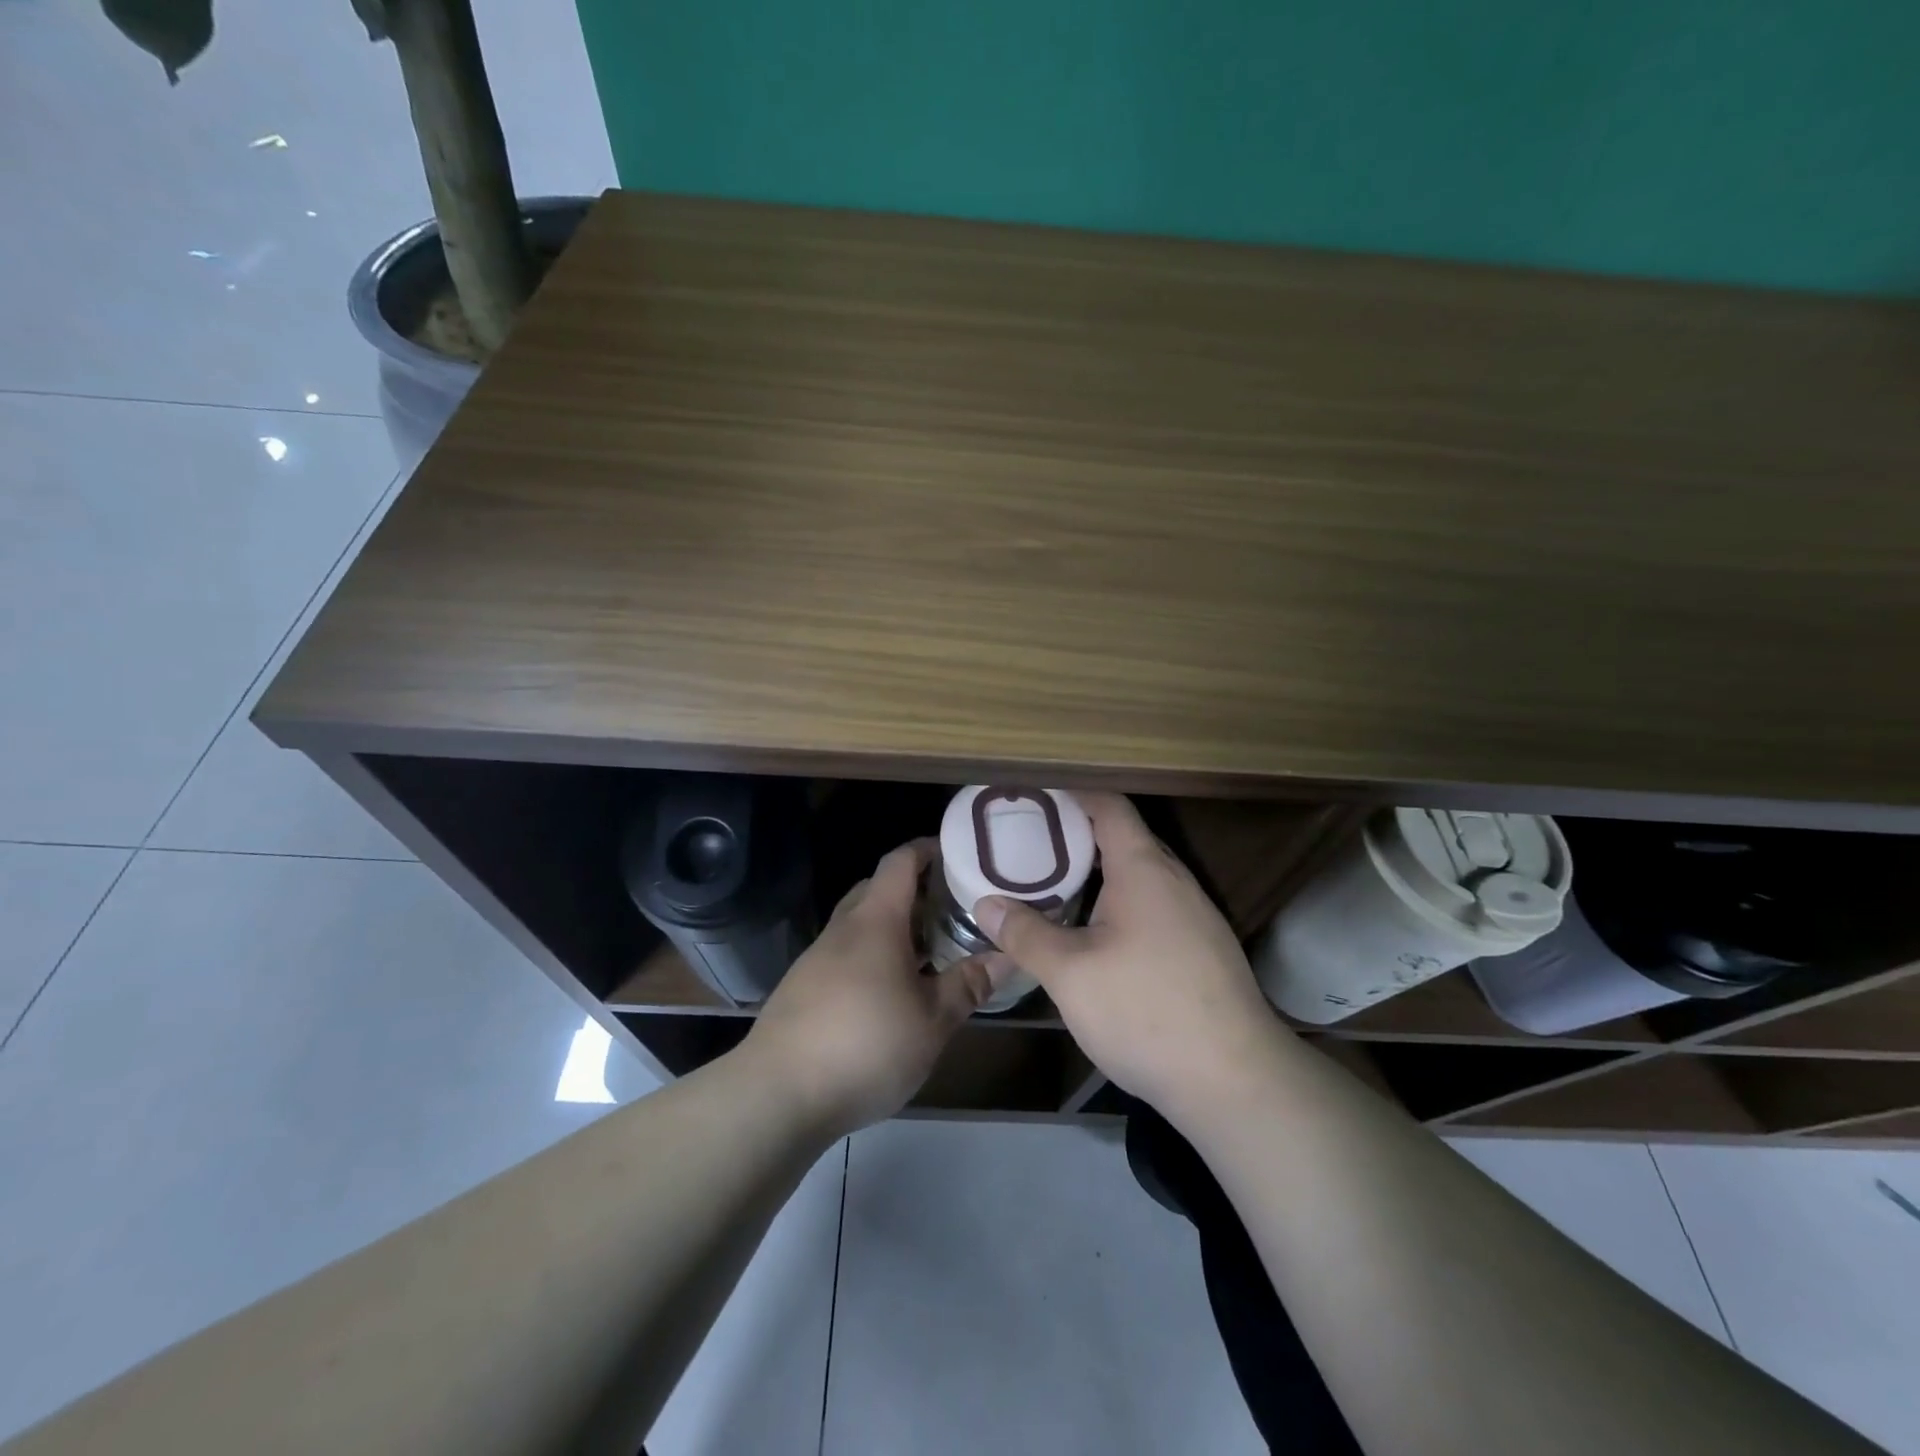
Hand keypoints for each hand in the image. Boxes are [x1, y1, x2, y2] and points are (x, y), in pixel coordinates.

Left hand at [746, 839, 1000, 1136]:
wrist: (777, 1095)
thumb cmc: (866, 1046)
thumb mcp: (932, 1020)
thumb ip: (969, 983)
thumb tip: (1008, 955)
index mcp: (875, 920)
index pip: (900, 861)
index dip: (928, 849)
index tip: (960, 855)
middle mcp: (843, 928)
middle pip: (878, 888)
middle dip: (916, 891)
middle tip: (955, 908)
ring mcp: (818, 957)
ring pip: (861, 924)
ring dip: (895, 927)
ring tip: (931, 950)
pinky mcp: (804, 987)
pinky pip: (846, 953)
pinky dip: (874, 955)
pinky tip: (892, 990)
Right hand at [974, 792, 1283, 1122]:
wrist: (1235, 1081)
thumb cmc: (1146, 1011)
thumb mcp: (1070, 974)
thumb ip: (1026, 934)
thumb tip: (986, 904)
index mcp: (1144, 868)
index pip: (1109, 805)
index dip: (1071, 793)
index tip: (1032, 797)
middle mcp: (1174, 881)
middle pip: (1123, 838)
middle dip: (1077, 836)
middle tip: (1029, 844)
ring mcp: (1194, 916)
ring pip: (1139, 877)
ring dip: (1098, 875)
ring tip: (1053, 886)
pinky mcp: (1202, 950)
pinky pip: (1153, 907)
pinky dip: (1118, 904)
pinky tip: (1094, 936)